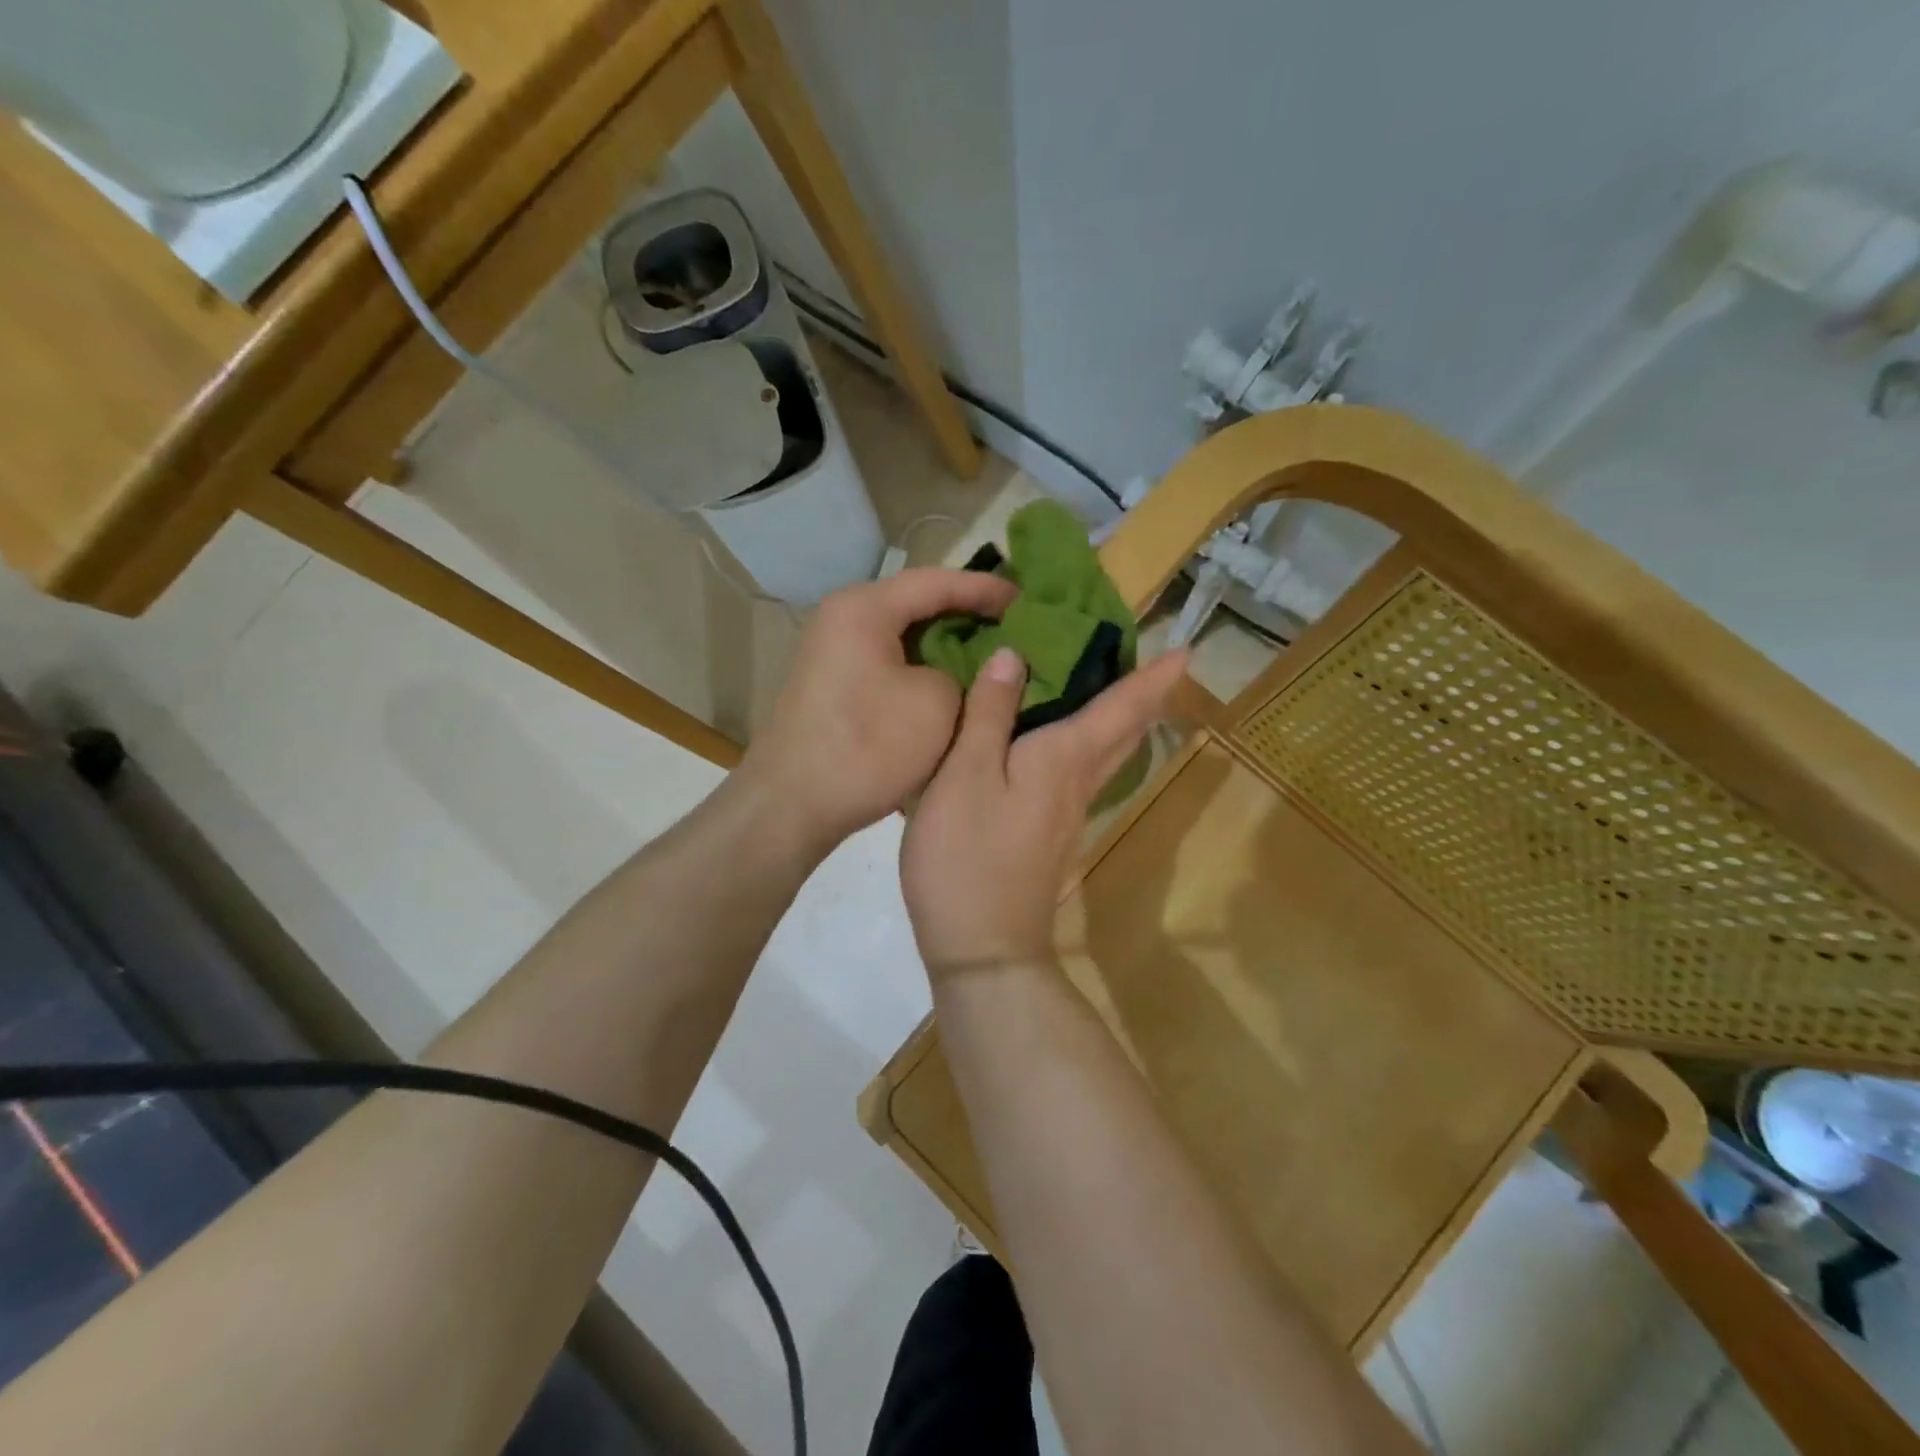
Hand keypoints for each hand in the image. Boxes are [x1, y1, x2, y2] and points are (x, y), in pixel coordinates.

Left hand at [738, 568, 1018, 853]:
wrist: (791, 805)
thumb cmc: (867, 747)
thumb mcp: (936, 704)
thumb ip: (963, 674)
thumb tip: (962, 673)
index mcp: (864, 608)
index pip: (937, 581)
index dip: (986, 589)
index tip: (1026, 601)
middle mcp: (842, 618)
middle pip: (916, 603)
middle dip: (966, 614)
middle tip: (1014, 626)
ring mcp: (833, 652)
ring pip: (903, 636)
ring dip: (945, 644)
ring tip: (990, 654)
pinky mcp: (833, 685)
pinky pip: (888, 661)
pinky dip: (922, 667)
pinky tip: (951, 684)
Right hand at [901, 643, 1188, 974]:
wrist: (983, 947)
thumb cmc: (968, 856)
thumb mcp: (966, 774)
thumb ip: (990, 714)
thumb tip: (1014, 655)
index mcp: (1064, 759)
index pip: (1121, 708)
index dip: (1154, 677)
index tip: (1187, 650)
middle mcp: (1078, 784)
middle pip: (1125, 734)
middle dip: (1146, 698)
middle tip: (1159, 666)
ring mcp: (1068, 816)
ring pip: (1108, 758)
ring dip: (1124, 723)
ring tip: (1120, 693)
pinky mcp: (1051, 839)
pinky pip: (1084, 776)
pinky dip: (1090, 748)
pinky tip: (1068, 748)